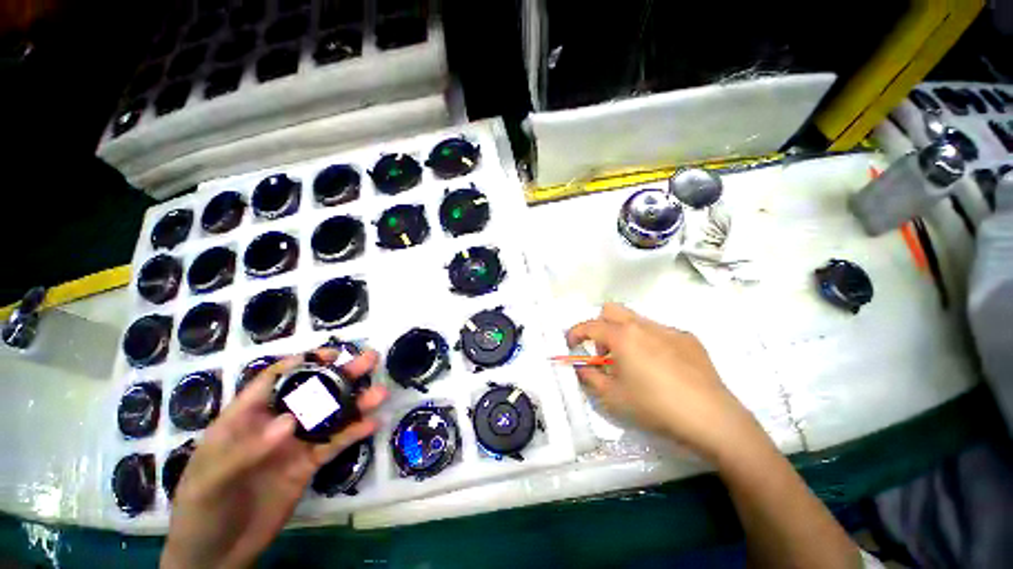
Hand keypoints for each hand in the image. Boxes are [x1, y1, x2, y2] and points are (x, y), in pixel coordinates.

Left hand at [160, 348, 386, 568]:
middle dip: (341, 374)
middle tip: (370, 360)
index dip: (302, 362)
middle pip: (311, 392)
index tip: (332, 354)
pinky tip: (373, 424)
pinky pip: (334, 445)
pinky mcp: (308, 465)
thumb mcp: (211, 482)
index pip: (273, 380)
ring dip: (356, 403)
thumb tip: (290, 420)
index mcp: (245, 419)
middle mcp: (275, 425)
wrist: (216, 556)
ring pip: (329, 416)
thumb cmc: (200, 511)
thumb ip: (247, 450)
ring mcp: (294, 445)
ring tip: (380, 392)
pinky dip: (354, 433)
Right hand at [566, 303, 765, 460]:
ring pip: (636, 320)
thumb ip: (589, 377)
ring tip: (633, 363)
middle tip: (604, 352)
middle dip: (600, 326)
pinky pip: (659, 331)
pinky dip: (648, 342)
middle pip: (612, 310)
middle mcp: (644, 325)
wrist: (711, 418)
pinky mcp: (688, 338)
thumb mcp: (612, 397)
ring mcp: (668, 329)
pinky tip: (662, 367)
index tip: (571, 344)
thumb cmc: (654, 406)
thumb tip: (580, 367)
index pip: (590, 325)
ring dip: (624, 334)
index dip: (575, 333)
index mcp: (623, 336)